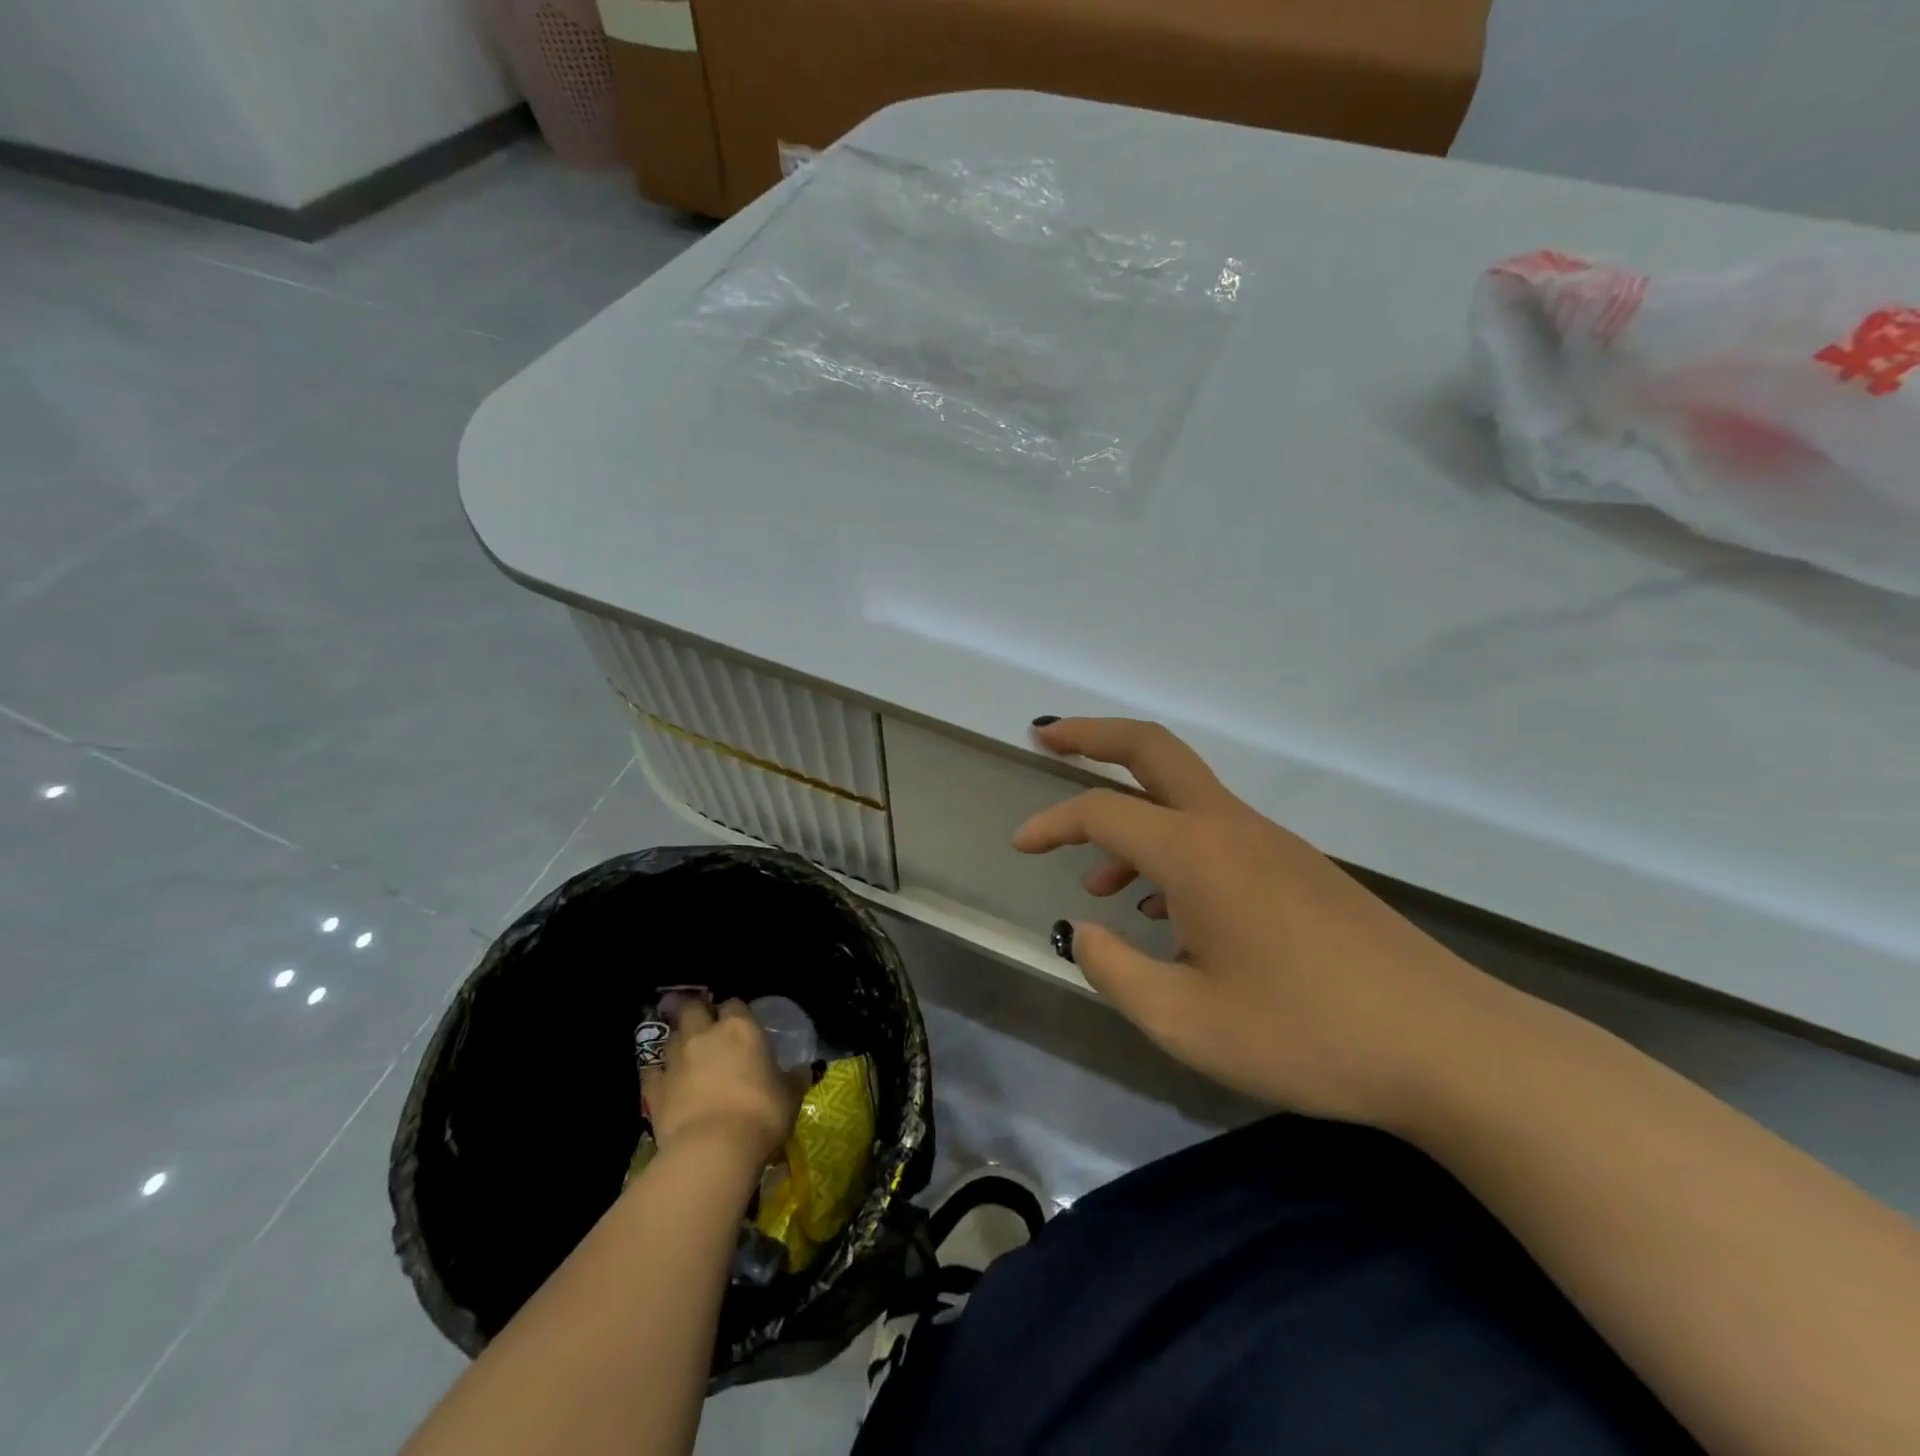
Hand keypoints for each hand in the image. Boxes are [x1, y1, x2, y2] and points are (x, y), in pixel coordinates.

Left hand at [641, 1000, 800, 1166]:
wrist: (713, 1150)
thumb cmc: (761, 1114)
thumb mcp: (789, 1096)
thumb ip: (793, 1078)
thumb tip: (803, 1070)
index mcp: (741, 1028)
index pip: (735, 1003)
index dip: (736, 1012)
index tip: (741, 1024)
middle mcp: (705, 1035)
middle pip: (693, 1009)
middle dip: (696, 1012)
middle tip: (704, 1025)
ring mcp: (676, 1060)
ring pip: (672, 1037)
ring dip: (679, 1042)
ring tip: (687, 1054)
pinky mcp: (655, 1090)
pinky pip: (653, 1072)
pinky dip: (658, 1073)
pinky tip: (664, 1080)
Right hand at [1013, 718, 1508, 1129]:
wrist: (1446, 1046)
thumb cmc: (1306, 1034)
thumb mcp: (1185, 1021)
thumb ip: (1115, 970)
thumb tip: (1084, 930)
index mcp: (1196, 853)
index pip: (1102, 813)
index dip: (1052, 822)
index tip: (1019, 845)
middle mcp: (1231, 828)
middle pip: (1152, 748)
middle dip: (1092, 735)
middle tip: (1046, 735)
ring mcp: (1271, 843)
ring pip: (1183, 798)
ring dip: (1131, 813)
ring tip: (1098, 880)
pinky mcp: (1297, 868)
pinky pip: (1214, 834)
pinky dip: (1171, 849)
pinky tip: (1167, 913)